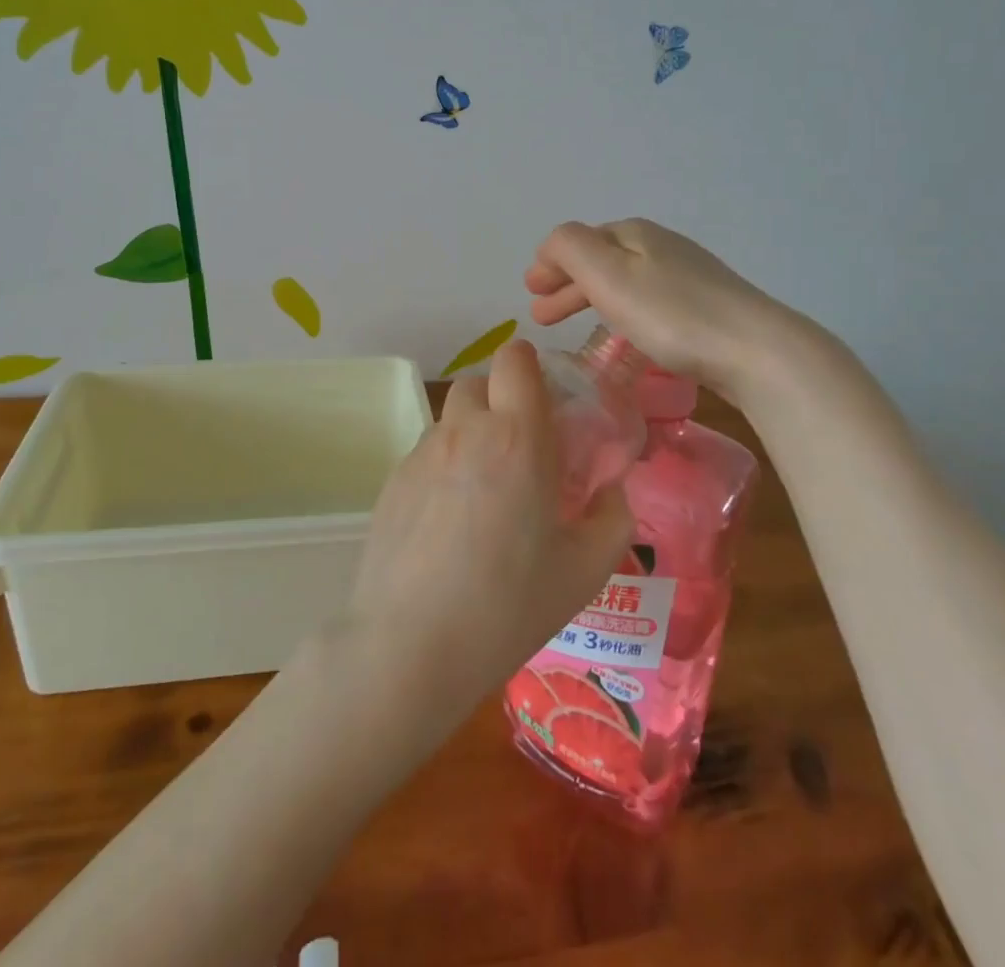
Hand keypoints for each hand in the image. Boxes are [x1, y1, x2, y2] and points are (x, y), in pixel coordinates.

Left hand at [336, 340, 633, 732]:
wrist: (409, 646)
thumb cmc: (509, 606)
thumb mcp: (585, 570)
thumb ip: (612, 517)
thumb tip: (611, 490)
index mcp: (518, 437)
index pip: (515, 359)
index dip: (531, 367)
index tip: (547, 402)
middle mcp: (465, 431)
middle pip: (479, 381)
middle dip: (502, 400)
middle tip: (522, 449)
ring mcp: (422, 454)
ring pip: (452, 419)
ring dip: (473, 434)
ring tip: (486, 492)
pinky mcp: (392, 481)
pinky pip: (427, 453)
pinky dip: (445, 467)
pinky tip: (450, 522)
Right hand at [524, 218, 827, 398]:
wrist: (755, 350)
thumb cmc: (671, 314)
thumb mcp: (609, 275)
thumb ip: (570, 249)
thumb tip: (551, 246)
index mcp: (633, 233)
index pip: (578, 240)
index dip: (550, 264)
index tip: (529, 291)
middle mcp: (660, 245)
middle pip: (601, 259)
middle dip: (567, 283)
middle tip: (541, 314)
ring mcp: (687, 274)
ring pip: (623, 280)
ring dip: (590, 298)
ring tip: (574, 325)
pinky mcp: (706, 305)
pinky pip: (646, 300)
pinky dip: (620, 310)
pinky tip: (623, 331)